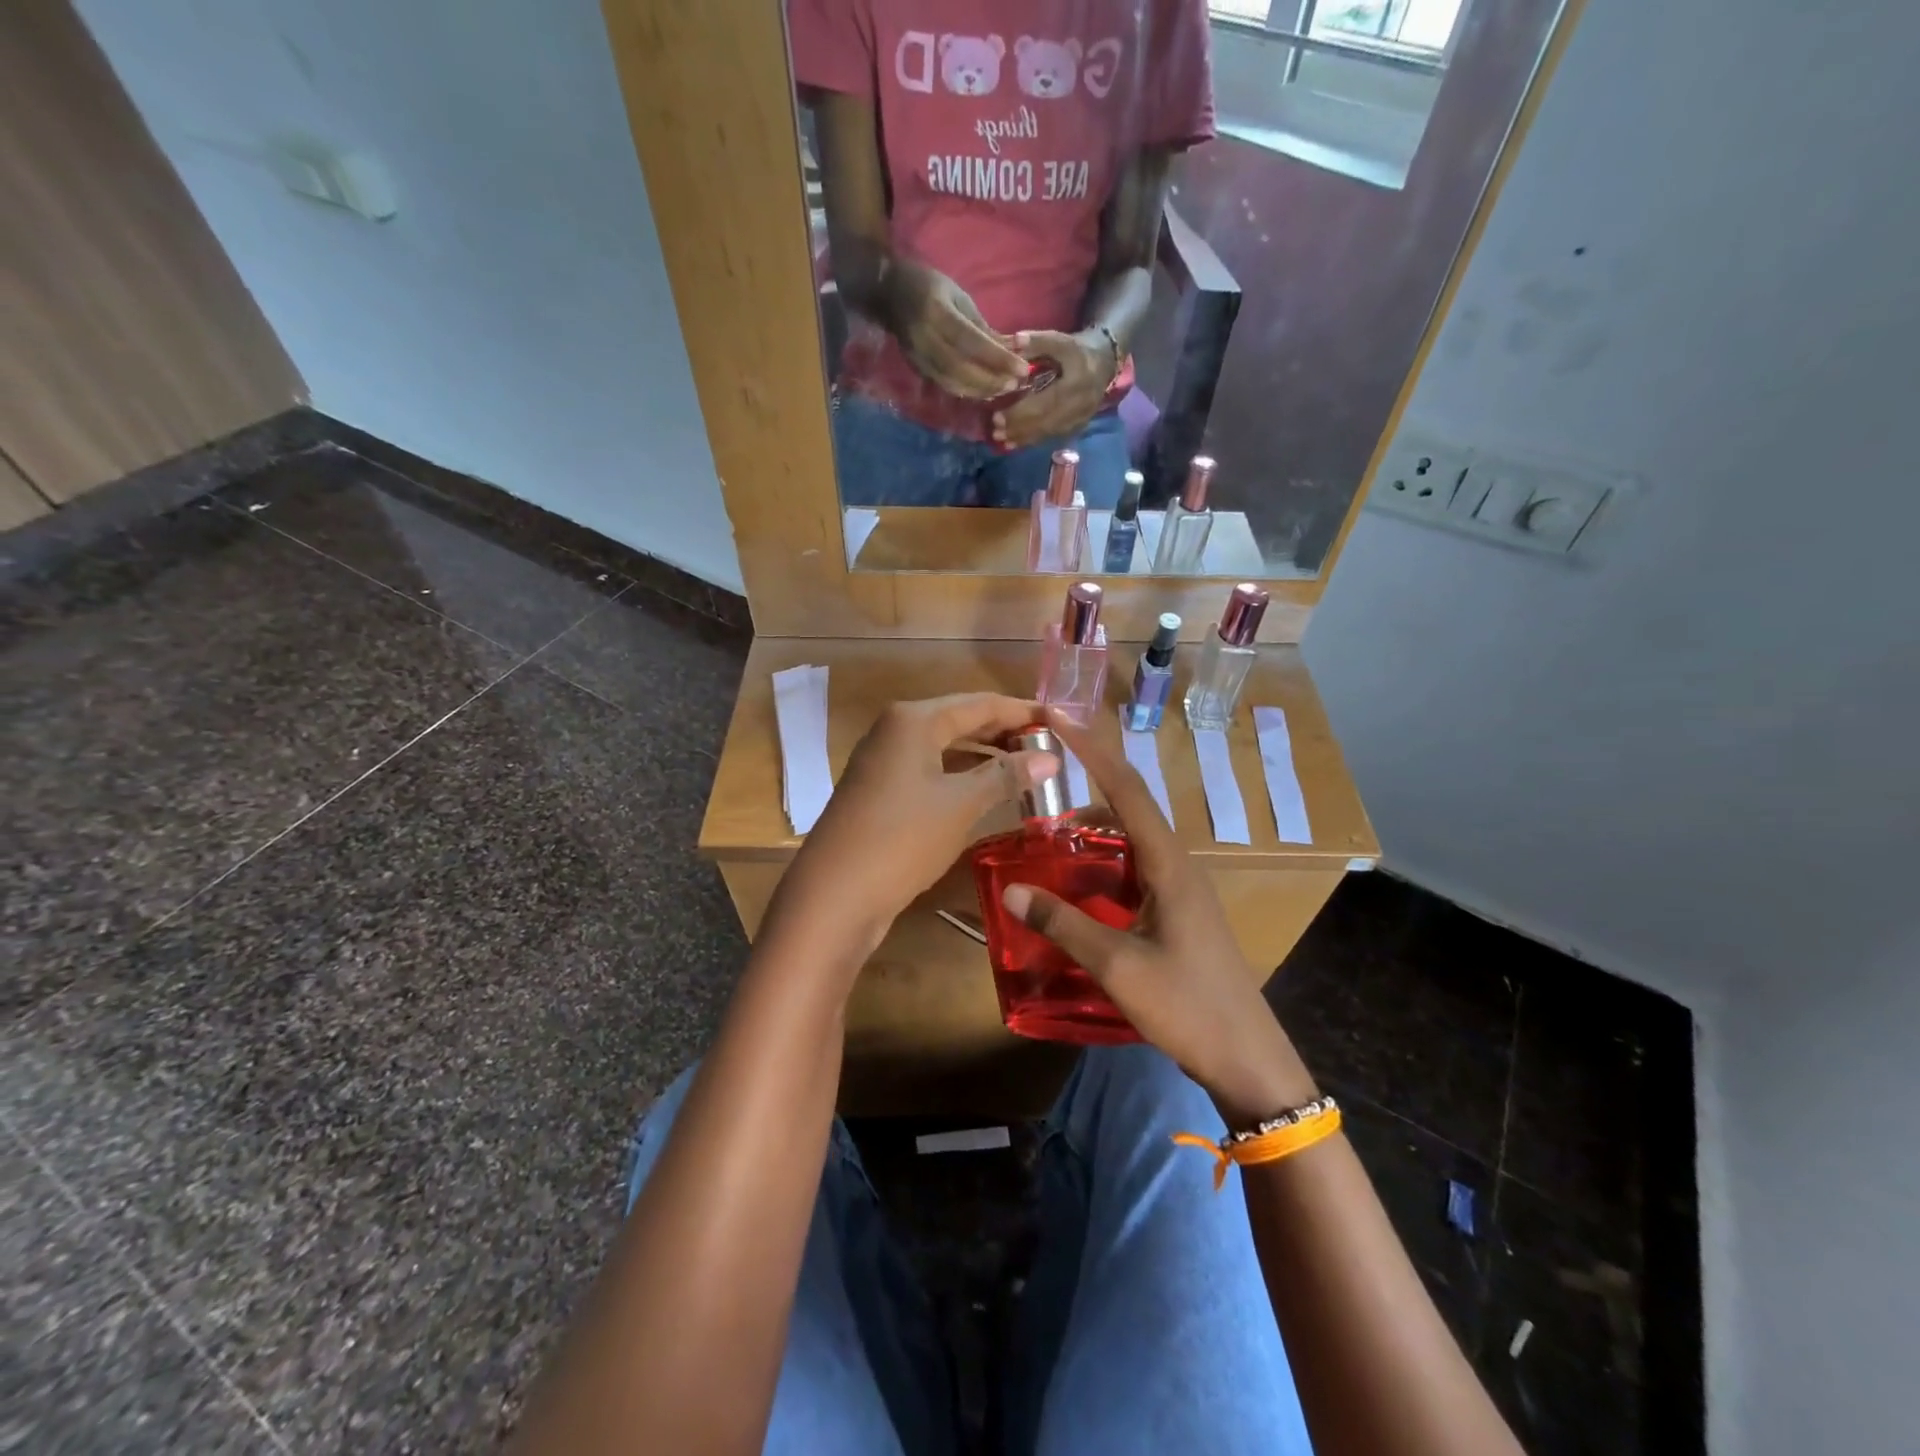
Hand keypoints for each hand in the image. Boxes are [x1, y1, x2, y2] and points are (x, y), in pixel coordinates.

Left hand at [767, 694, 1057, 970]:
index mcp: (914, 719)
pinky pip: (931, 772)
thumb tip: (1051, 758)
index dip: (1022, 711)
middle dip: (1004, 733)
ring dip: (984, 757)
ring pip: (946, 748)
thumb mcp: (961, 804)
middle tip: (1048, 748)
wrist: (835, 894)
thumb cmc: (902, 838)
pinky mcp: (881, 791)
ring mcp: (884, 762)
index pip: (980, 703)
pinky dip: (961, 777)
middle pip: (961, 721)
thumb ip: (1006, 776)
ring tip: (1027, 770)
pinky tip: (988, 793)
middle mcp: (895, 730)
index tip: (1060, 721)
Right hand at [885, 262, 1029, 399]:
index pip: (972, 342)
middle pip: (962, 369)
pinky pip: (945, 385)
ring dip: (981, 390)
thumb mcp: (959, 298)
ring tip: (1003, 390)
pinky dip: (967, 391)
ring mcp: (918, 357)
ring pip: (953, 383)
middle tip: (1015, 384)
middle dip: (991, 380)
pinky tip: (984, 391)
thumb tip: (1013, 349)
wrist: (889, 293)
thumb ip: (983, 327)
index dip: (998, 359)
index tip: (1023, 368)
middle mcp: (926, 339)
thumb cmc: (931, 287)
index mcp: (937, 313)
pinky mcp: (917, 368)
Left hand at [991, 329, 1117, 449]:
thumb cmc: (1076, 350)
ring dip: (1023, 438)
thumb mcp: (1060, 340)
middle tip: (995, 431)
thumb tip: (1014, 341)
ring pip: (1048, 432)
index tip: (996, 416)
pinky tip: (1014, 443)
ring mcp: (1080, 419)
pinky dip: (1032, 440)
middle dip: (1018, 428)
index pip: (1045, 402)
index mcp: (1077, 382)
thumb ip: (1037, 342)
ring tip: (1000, 439)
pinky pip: (1052, 436)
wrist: (1103, 363)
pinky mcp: (1077, 427)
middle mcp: (1080, 405)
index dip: (1020, 412)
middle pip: (1045, 421)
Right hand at [1000, 710, 1317, 1123]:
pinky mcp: (1178, 912)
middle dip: (1084, 785)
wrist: (1248, 1059)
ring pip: (1130, 840)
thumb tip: (1012, 889)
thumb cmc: (1188, 1006)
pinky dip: (1102, 863)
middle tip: (1037, 784)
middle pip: (1128, 807)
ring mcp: (1181, 889)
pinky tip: (1076, 884)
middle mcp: (1178, 865)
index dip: (1090, 749)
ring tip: (1046, 834)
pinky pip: (1134, 869)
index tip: (1057, 717)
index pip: (1126, 788)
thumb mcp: (1118, 965)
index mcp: (1169, 864)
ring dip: (1091, 828)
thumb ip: (1064, 923)